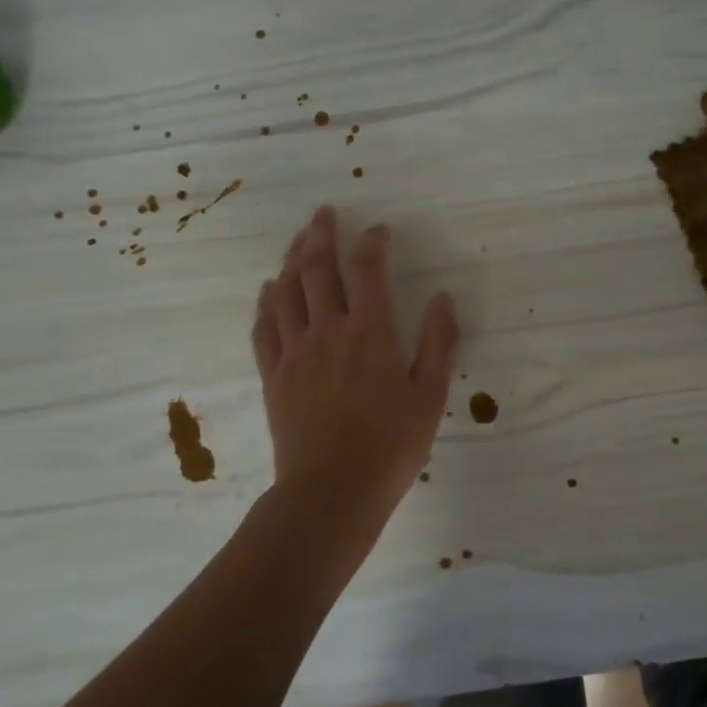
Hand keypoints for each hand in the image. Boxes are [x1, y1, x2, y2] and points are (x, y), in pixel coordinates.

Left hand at [251, 206, 457, 569]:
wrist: (331, 493)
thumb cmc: (391, 445)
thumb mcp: (431, 394)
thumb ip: (438, 341)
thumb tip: (442, 297)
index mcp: (371, 332)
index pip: (367, 270)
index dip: (372, 243)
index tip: (380, 231)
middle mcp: (328, 330)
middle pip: (317, 269)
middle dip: (321, 236)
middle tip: (324, 213)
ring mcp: (295, 351)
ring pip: (286, 291)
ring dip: (292, 259)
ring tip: (298, 239)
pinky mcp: (274, 375)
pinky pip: (264, 326)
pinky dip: (266, 301)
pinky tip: (269, 289)